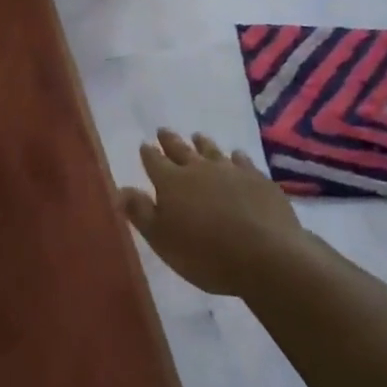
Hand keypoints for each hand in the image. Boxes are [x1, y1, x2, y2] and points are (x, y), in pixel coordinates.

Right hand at [119, 129, 305, 296]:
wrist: (266, 256)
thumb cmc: (205, 254)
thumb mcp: (162, 240)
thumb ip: (141, 213)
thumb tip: (121, 189)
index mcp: (171, 182)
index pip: (154, 162)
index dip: (147, 153)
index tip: (144, 145)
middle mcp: (199, 169)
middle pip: (181, 150)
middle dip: (170, 141)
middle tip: (163, 130)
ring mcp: (231, 171)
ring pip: (212, 151)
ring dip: (203, 144)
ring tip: (197, 136)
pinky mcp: (259, 180)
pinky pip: (243, 161)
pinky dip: (236, 157)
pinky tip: (237, 156)